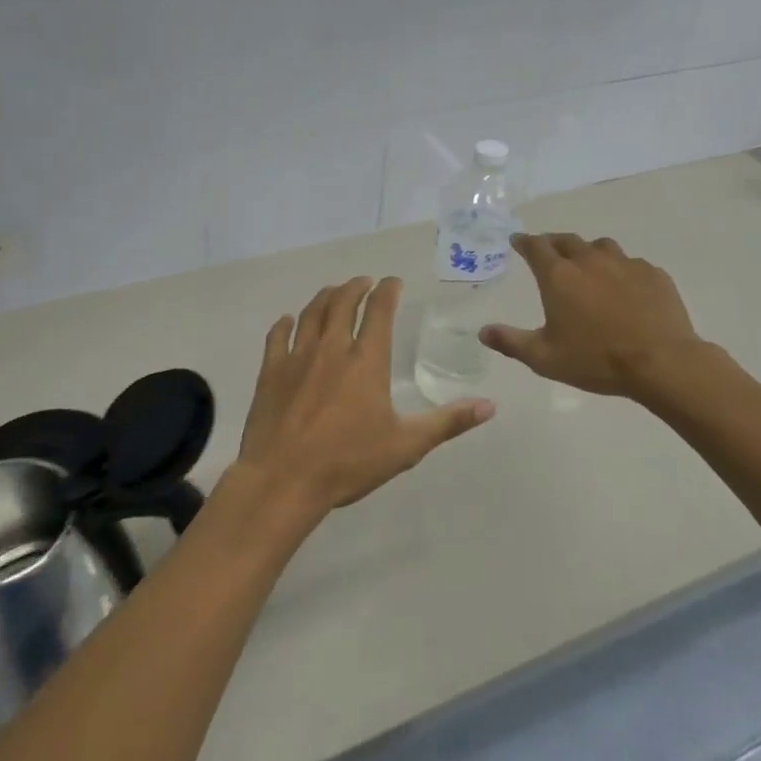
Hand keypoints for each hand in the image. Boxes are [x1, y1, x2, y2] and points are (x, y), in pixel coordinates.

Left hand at [234, 277, 494, 517]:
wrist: (283, 480)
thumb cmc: (348, 462)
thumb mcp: (406, 446)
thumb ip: (448, 422)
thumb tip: (490, 406)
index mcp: (366, 360)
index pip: (379, 311)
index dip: (388, 290)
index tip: (393, 281)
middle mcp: (332, 348)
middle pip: (343, 302)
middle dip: (356, 287)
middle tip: (364, 282)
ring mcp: (297, 357)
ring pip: (311, 313)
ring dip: (325, 297)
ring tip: (334, 292)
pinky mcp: (271, 372)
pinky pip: (277, 336)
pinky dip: (285, 324)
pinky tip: (288, 321)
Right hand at [480, 234, 704, 399]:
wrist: (661, 362)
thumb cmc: (596, 360)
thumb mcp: (545, 358)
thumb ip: (511, 342)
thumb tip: (483, 332)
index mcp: (559, 277)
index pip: (536, 247)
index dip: (524, 242)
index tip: (517, 241)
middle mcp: (589, 261)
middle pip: (567, 240)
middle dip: (553, 243)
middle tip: (549, 252)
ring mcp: (624, 264)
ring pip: (601, 247)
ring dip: (588, 252)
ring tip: (587, 266)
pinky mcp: (652, 273)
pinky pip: (631, 264)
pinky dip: (621, 270)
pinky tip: (624, 288)